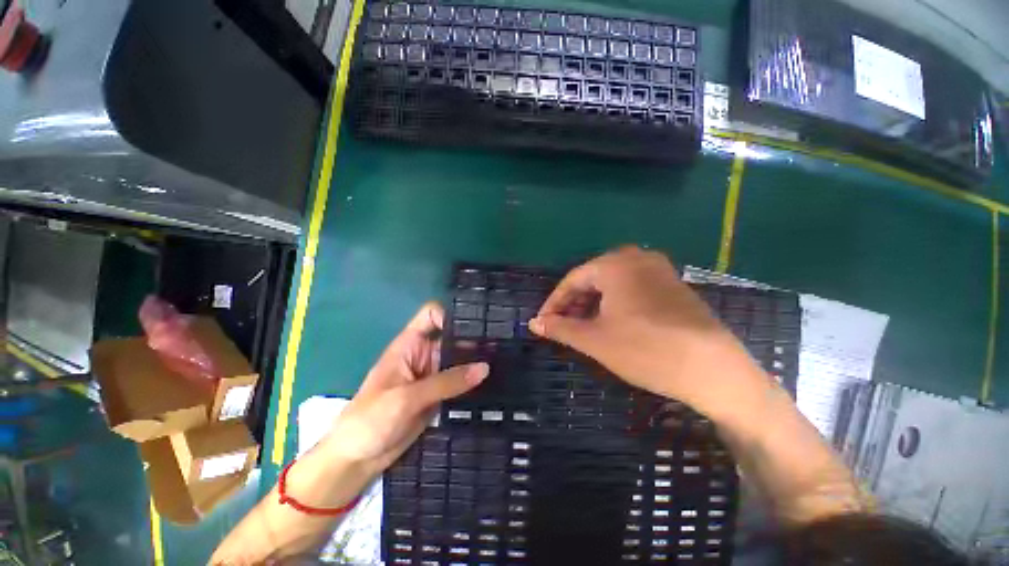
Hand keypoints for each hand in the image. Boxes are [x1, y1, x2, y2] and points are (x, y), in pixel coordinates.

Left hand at [319, 303, 488, 477]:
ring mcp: (433, 376)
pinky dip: (473, 382)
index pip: (432, 316)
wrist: (357, 459)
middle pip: (452, 339)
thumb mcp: (407, 397)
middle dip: (473, 340)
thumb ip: (447, 382)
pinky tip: (494, 382)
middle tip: (502, 345)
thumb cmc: (371, 419)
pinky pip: (460, 382)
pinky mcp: (439, 395)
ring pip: (459, 361)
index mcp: (410, 345)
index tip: (476, 325)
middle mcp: (424, 355)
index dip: (451, 315)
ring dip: (476, 362)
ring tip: (504, 361)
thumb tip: (484, 367)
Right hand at [529, 246, 760, 413]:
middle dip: (574, 303)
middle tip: (562, 325)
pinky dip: (615, 303)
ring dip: (593, 303)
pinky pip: (632, 288)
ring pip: (613, 283)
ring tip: (584, 326)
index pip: (573, 279)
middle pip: (593, 278)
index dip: (554, 302)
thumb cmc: (645, 350)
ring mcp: (659, 270)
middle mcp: (637, 258)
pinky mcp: (673, 285)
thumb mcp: (594, 340)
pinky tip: (613, 322)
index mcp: (615, 264)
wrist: (714, 371)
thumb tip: (534, 323)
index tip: (543, 321)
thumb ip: (560, 328)